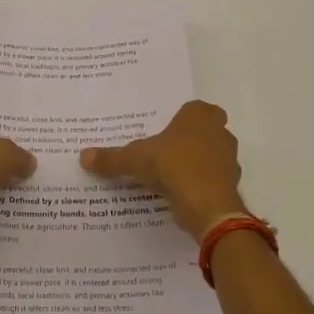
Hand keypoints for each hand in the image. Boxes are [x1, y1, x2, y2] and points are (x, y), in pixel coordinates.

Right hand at [79, 100, 245, 240]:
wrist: (208, 205)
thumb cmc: (174, 166)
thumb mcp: (135, 159)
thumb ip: (111, 158)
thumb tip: (83, 156)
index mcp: (199, 115)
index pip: (193, 108)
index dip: (180, 119)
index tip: (163, 131)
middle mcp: (219, 132)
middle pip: (204, 131)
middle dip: (188, 140)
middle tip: (164, 151)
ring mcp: (229, 159)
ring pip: (211, 156)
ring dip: (195, 163)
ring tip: (169, 175)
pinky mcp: (231, 185)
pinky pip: (212, 179)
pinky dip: (199, 185)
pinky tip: (180, 194)